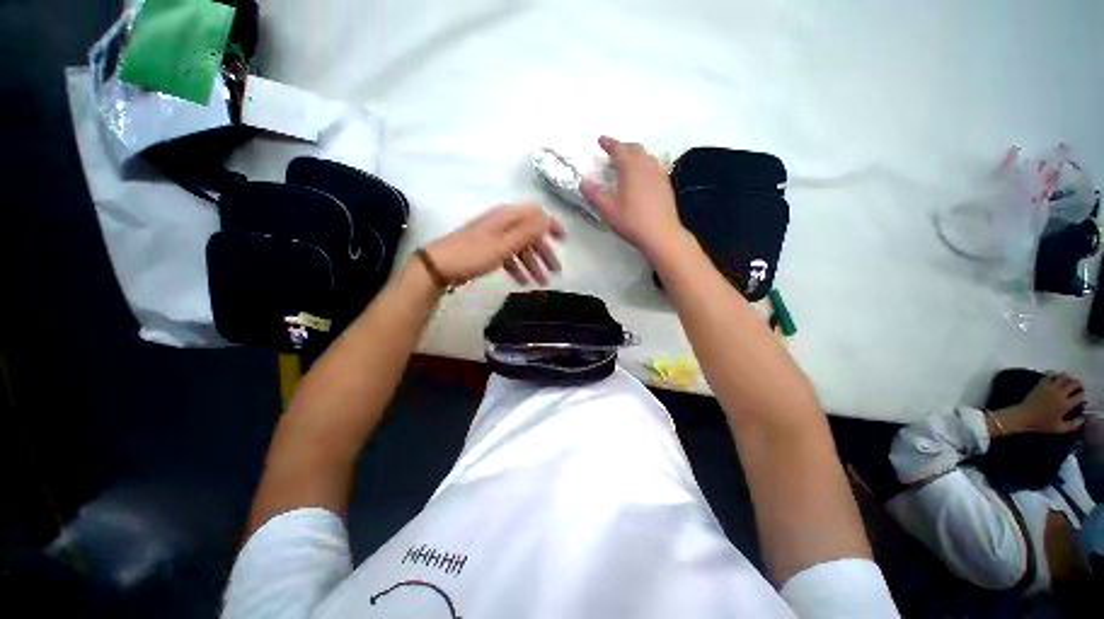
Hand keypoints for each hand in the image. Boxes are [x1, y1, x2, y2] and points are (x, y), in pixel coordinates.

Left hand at [425, 204, 563, 285]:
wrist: (438, 266)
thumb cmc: (473, 254)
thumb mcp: (503, 245)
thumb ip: (527, 232)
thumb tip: (548, 219)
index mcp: (507, 217)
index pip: (535, 214)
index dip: (551, 225)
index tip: (563, 241)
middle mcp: (502, 223)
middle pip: (530, 234)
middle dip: (544, 252)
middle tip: (555, 271)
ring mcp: (494, 237)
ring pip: (520, 247)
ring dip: (532, 264)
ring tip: (541, 282)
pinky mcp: (487, 250)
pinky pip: (508, 256)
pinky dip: (517, 267)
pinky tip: (522, 282)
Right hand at [580, 136, 686, 257]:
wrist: (662, 235)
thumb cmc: (633, 222)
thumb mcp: (609, 211)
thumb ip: (595, 195)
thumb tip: (584, 183)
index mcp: (631, 169)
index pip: (619, 149)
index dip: (609, 143)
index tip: (601, 140)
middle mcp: (647, 166)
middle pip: (635, 148)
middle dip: (622, 147)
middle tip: (612, 151)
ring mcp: (659, 174)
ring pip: (646, 156)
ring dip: (635, 155)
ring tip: (626, 162)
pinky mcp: (666, 185)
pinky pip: (654, 166)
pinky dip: (644, 165)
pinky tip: (642, 176)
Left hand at [999, 373, 1087, 434]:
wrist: (1024, 416)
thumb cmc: (1042, 424)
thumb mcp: (1060, 429)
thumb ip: (1073, 425)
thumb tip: (1083, 418)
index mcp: (1066, 404)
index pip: (1080, 395)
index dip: (1083, 395)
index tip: (1081, 396)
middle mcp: (1060, 393)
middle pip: (1073, 383)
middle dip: (1078, 384)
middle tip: (1078, 386)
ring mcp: (1050, 387)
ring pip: (1063, 376)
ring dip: (1068, 377)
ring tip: (1069, 381)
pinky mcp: (1041, 384)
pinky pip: (1050, 375)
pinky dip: (1055, 374)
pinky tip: (1056, 377)